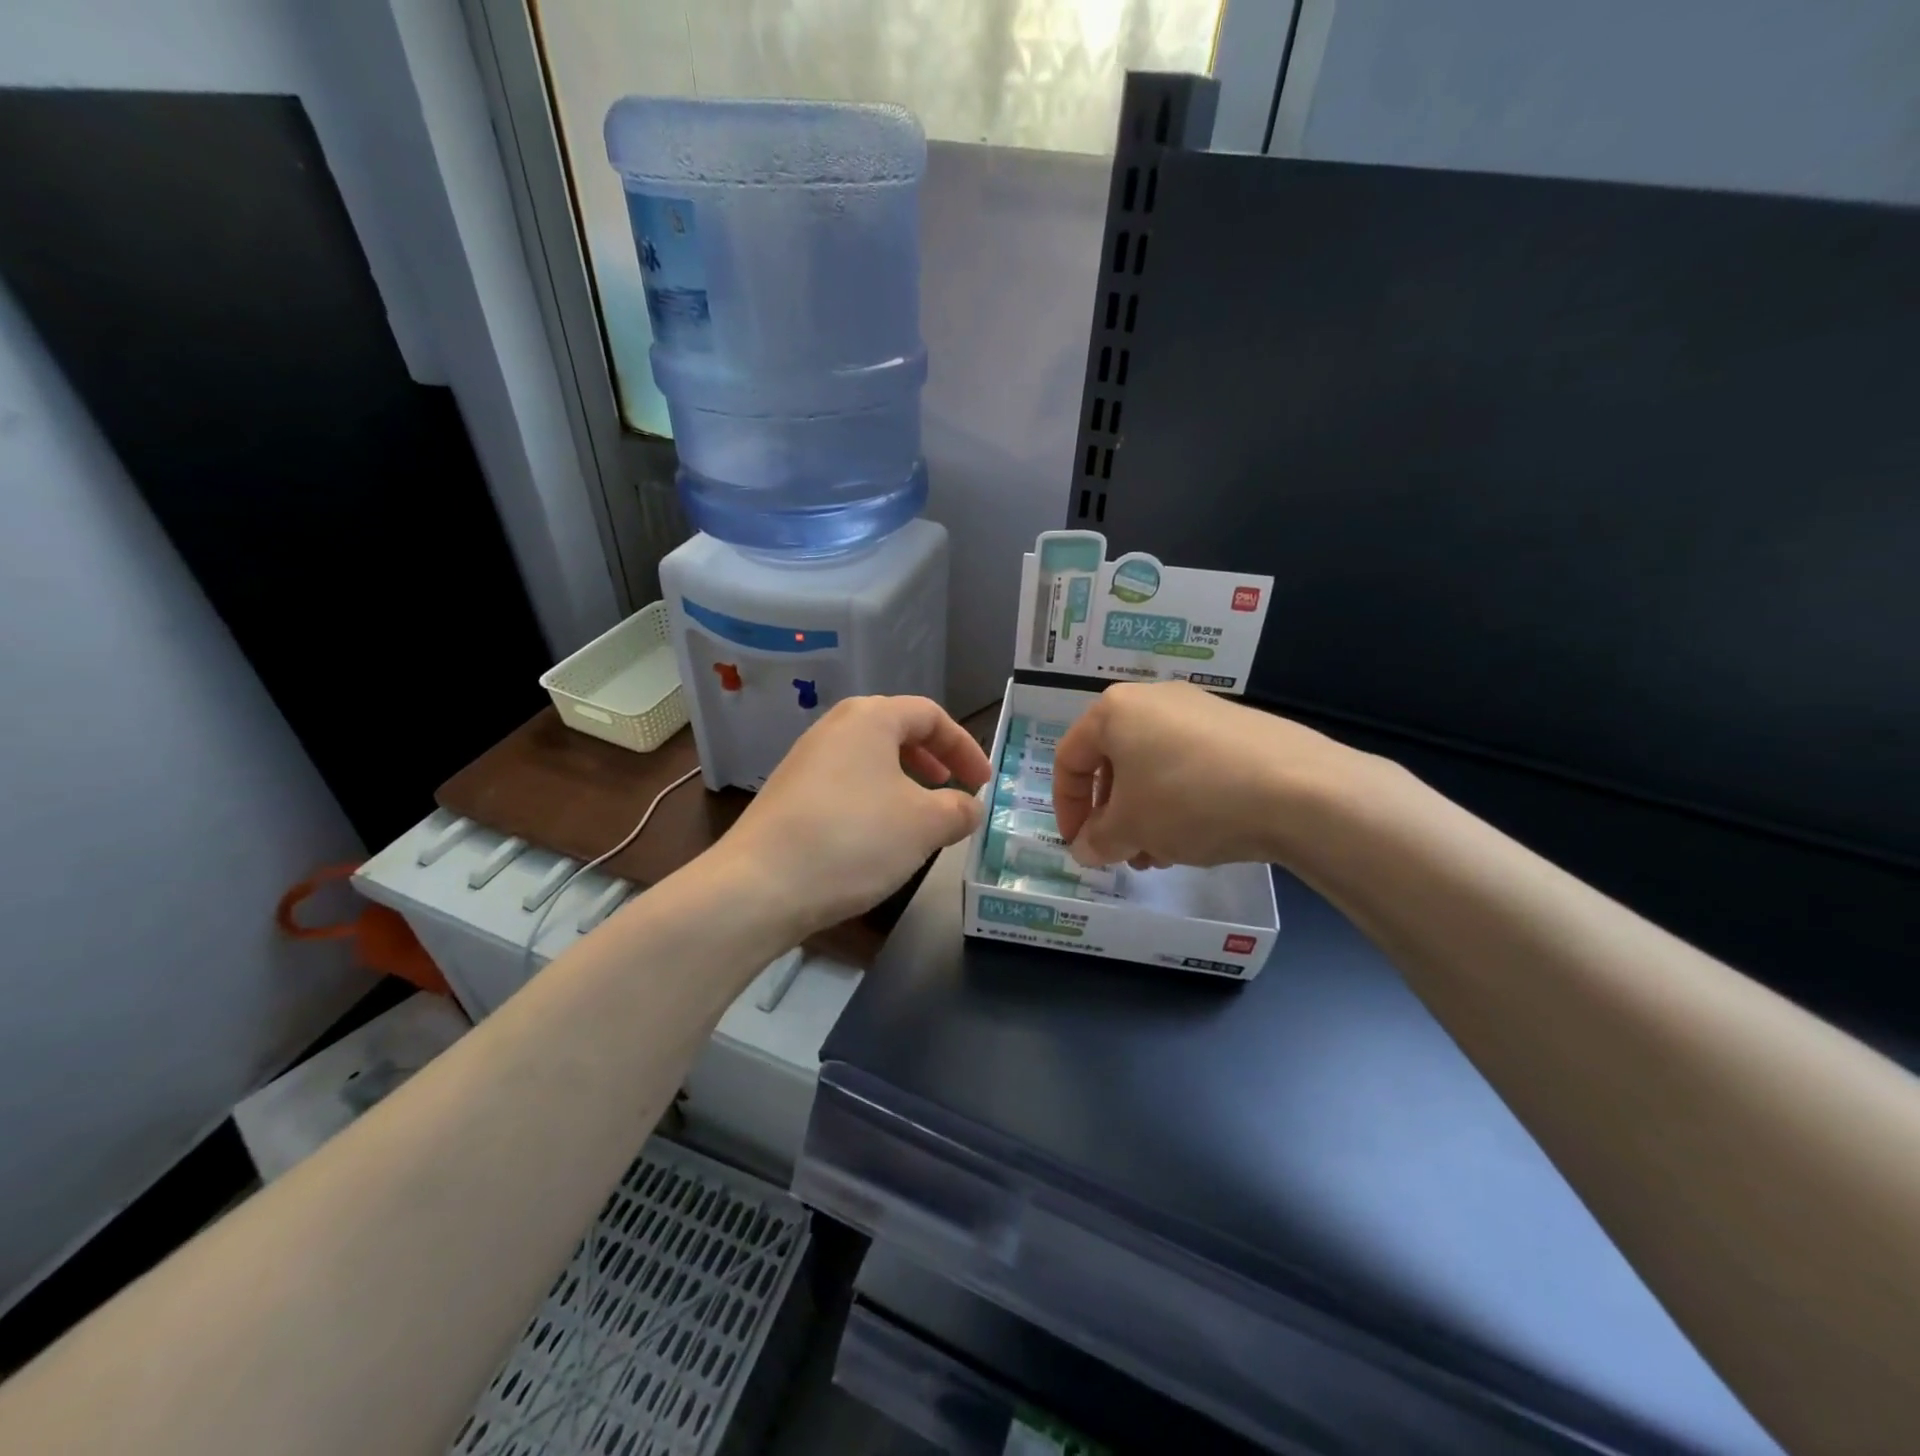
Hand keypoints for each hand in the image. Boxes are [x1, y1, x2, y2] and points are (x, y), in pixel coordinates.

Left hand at [723, 696, 991, 935]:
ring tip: (920, 816)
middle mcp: (834, 728)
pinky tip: (877, 837)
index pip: (930, 715)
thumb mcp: (924, 825)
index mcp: (870, 718)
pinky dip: (873, 799)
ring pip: (869, 759)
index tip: (982, 783)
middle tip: (952, 788)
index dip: (964, 746)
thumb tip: (969, 807)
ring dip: (903, 781)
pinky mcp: (788, 794)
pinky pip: (845, 783)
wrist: (759, 885)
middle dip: (932, 759)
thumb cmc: (854, 839)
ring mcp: (805, 760)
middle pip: (896, 730)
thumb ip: (958, 810)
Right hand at [1052, 680, 1368, 868]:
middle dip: (1112, 815)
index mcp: (1115, 711)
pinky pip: (1190, 766)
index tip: (1078, 845)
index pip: (1069, 760)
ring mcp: (1200, 710)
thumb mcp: (1130, 829)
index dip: (1066, 808)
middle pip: (1113, 763)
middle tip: (1123, 853)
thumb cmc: (1189, 799)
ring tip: (1162, 854)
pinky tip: (1199, 836)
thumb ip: (1096, 840)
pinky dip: (1181, 801)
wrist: (1300, 789)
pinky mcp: (1238, 728)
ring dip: (1146, 814)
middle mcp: (1154, 700)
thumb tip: (1085, 849)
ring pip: (1153, 767)